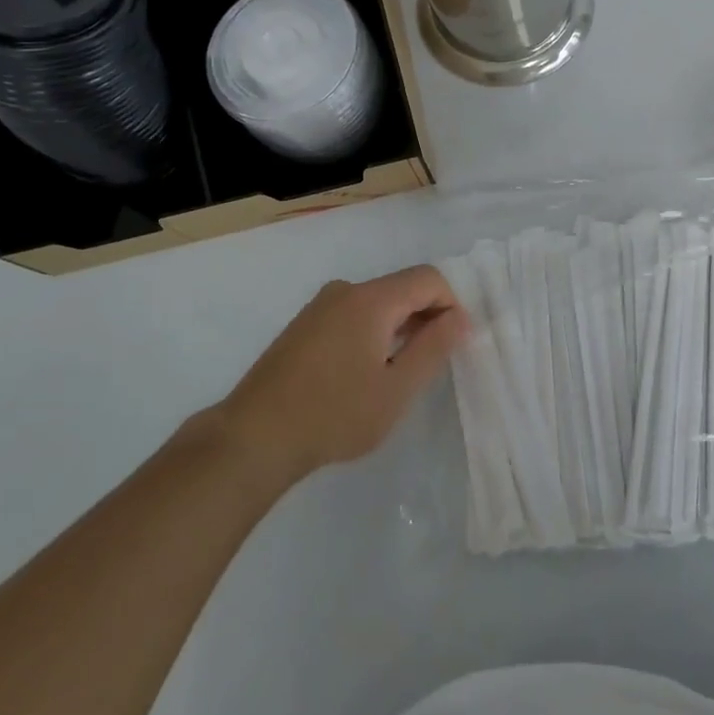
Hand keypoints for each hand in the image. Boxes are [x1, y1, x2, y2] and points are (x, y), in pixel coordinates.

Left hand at [219, 265, 468, 481]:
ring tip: (399, 373)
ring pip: (377, 302)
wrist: (254, 436)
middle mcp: (346, 290)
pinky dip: (373, 332)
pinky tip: (365, 373)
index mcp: (371, 299)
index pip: (428, 278)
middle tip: (432, 363)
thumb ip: (433, 348)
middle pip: (401, 287)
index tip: (455, 344)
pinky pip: (353, 314)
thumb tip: (460, 317)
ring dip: (399, 326)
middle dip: (427, 316)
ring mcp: (320, 306)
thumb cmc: (333, 415)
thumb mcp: (396, 389)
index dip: (451, 304)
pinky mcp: (304, 324)